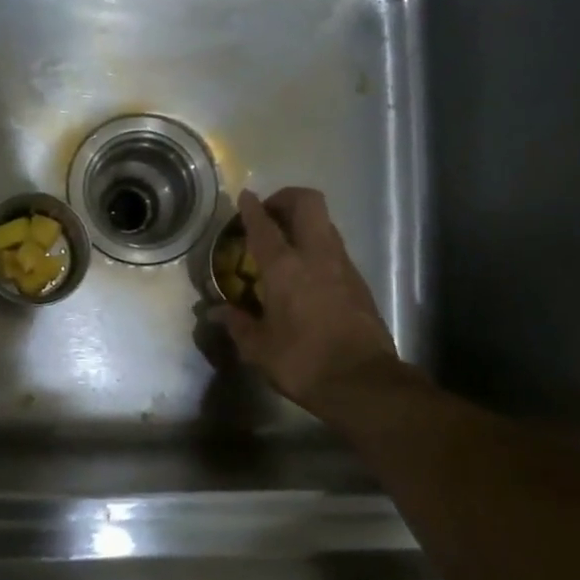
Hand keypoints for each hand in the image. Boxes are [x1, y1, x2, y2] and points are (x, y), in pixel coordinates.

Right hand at [211, 188, 403, 416]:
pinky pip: (335, 248)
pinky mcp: (359, 281)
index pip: (264, 226)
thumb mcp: (259, 348)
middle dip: (286, 199)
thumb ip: (238, 324)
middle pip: (307, 203)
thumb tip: (217, 311)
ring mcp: (343, 265)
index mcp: (285, 268)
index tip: (244, 197)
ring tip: (285, 243)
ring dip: (304, 222)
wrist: (362, 382)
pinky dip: (317, 246)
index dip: (251, 208)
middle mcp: (317, 256)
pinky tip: (305, 272)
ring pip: (325, 223)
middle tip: (269, 214)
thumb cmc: (302, 362)